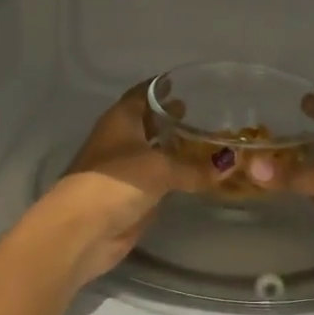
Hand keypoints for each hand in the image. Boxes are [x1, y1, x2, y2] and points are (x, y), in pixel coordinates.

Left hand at [23, 82, 210, 289]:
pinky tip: (197, 175)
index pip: (144, 94)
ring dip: (176, 149)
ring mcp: (124, 170)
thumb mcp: (161, 168)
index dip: (164, 87)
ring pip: (154, 153)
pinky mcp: (130, 197)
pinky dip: (175, 176)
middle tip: (208, 115)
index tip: (192, 84)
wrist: (83, 230)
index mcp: (121, 119)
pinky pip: (158, 180)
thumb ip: (195, 167)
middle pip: (149, 123)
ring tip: (208, 144)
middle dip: (173, 119)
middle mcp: (121, 140)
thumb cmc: (116, 182)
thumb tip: (230, 164)